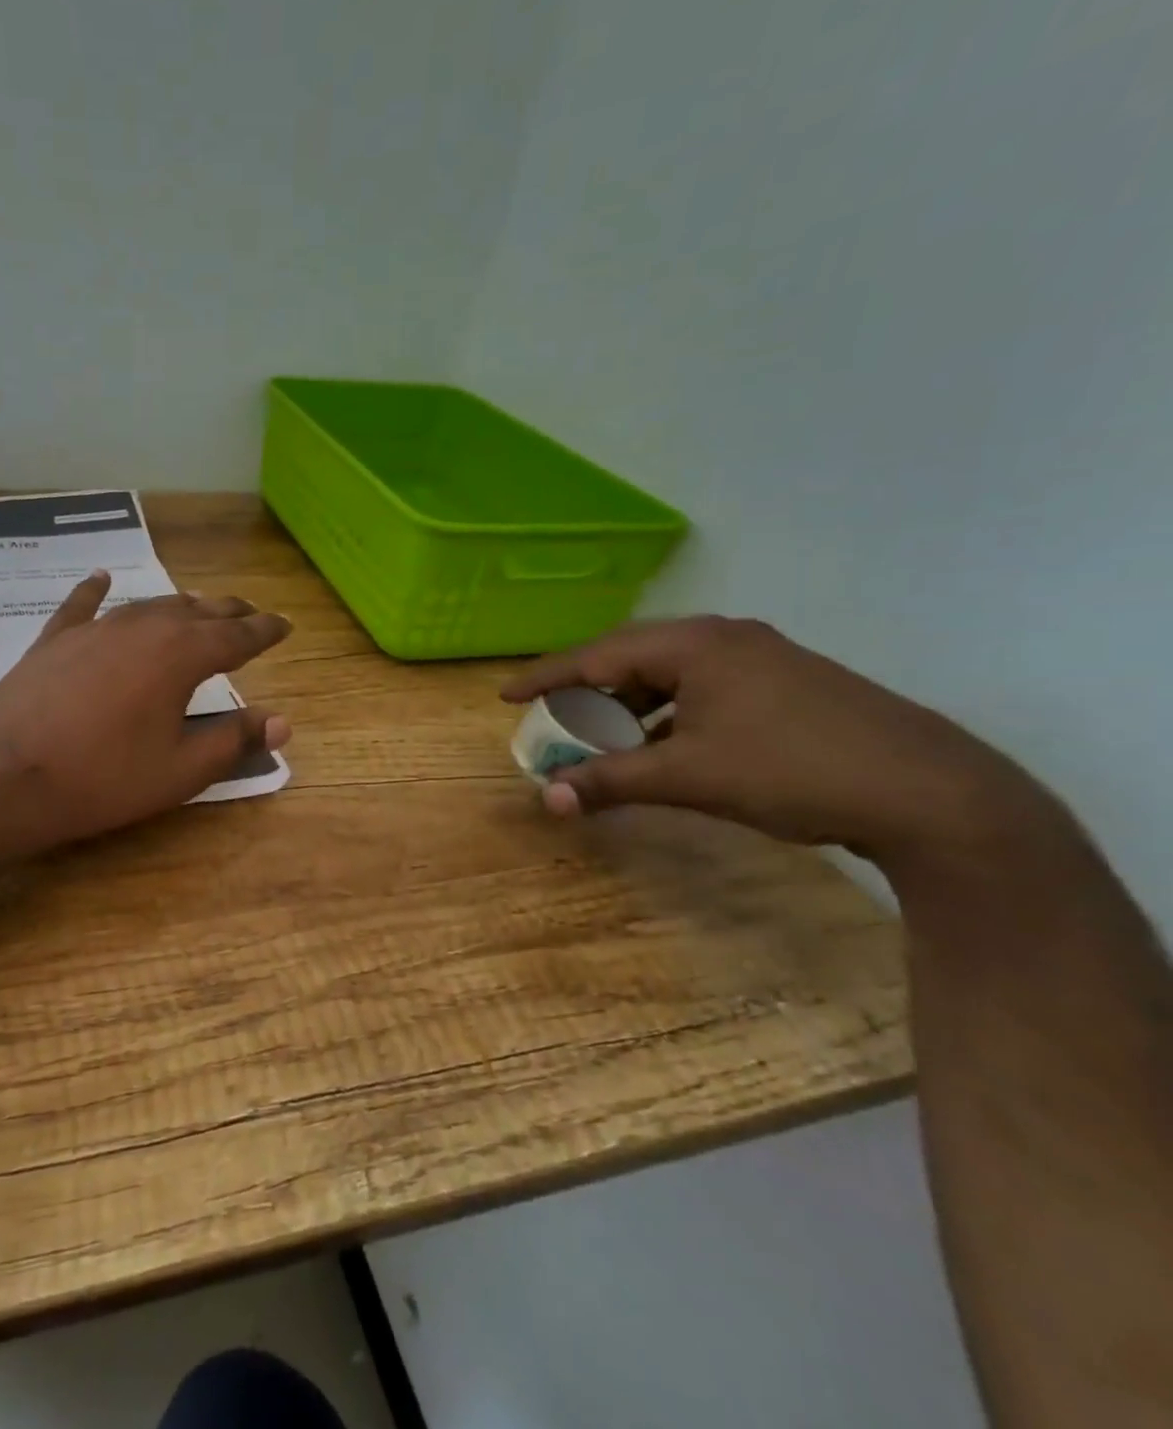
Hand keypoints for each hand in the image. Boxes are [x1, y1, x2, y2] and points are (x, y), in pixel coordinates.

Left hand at [0, 572, 291, 859]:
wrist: (4, 779)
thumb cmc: (102, 780)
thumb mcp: (179, 771)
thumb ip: (233, 742)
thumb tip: (283, 722)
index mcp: (180, 656)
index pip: (236, 637)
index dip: (265, 631)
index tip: (285, 625)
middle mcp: (141, 628)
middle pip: (196, 611)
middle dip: (228, 613)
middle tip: (250, 615)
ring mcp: (93, 629)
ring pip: (148, 606)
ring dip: (179, 605)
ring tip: (198, 606)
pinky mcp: (53, 641)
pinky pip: (81, 606)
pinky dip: (95, 591)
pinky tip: (102, 578)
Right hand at [501, 617, 1039, 862]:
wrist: (931, 793)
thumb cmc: (791, 770)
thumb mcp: (687, 777)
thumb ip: (609, 782)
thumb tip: (546, 799)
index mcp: (695, 645)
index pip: (597, 655)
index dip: (545, 677)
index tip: (506, 696)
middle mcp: (726, 638)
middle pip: (631, 656)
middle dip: (585, 688)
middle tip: (552, 715)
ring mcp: (762, 659)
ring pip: (669, 673)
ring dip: (628, 703)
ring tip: (602, 735)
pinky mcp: (786, 684)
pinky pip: (701, 687)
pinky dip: (667, 713)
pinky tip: (663, 745)